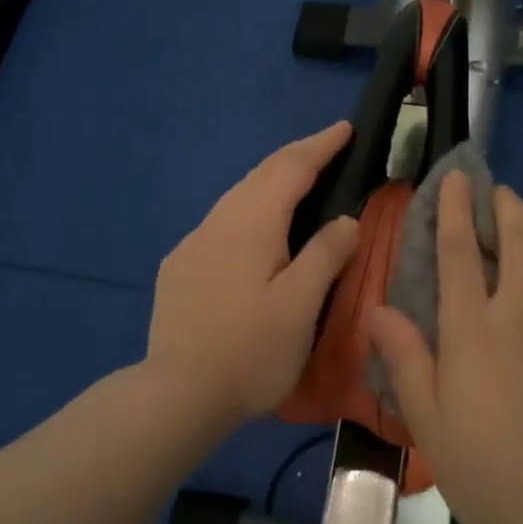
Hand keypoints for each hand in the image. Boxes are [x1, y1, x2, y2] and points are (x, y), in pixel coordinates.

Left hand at [145, 122, 359, 429]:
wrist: (176, 395)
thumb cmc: (250, 352)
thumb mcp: (300, 305)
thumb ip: (326, 254)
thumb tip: (345, 219)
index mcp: (251, 223)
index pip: (291, 168)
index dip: (320, 146)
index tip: (346, 128)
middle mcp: (219, 221)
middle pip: (261, 174)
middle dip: (297, 156)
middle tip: (328, 148)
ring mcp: (193, 243)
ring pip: (239, 195)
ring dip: (271, 181)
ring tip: (299, 183)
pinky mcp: (179, 266)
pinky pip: (222, 221)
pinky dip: (250, 208)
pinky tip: (256, 230)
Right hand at [367, 173, 522, 523]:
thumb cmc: (498, 475)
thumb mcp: (433, 427)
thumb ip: (407, 362)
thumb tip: (378, 309)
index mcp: (474, 329)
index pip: (458, 251)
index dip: (453, 209)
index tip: (454, 179)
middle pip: (517, 236)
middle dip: (504, 205)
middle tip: (495, 191)